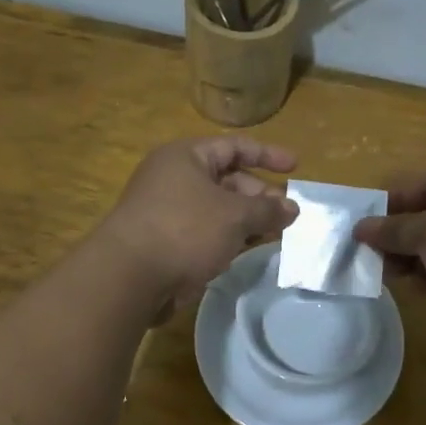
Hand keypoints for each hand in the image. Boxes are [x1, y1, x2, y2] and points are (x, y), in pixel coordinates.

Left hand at [97, 136, 297, 316]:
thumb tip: (292, 208)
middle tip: (287, 215)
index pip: (233, 147)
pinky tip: (251, 249)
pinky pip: (207, 232)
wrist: (130, 277)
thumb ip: (267, 209)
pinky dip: (230, 238)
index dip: (267, 154)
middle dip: (260, 195)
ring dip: (248, 220)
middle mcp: (175, 178)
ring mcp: (170, 212)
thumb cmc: (185, 230)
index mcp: (186, 157)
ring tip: (277, 233)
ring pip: (219, 209)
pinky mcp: (169, 242)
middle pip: (227, 179)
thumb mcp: (234, 215)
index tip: (295, 167)